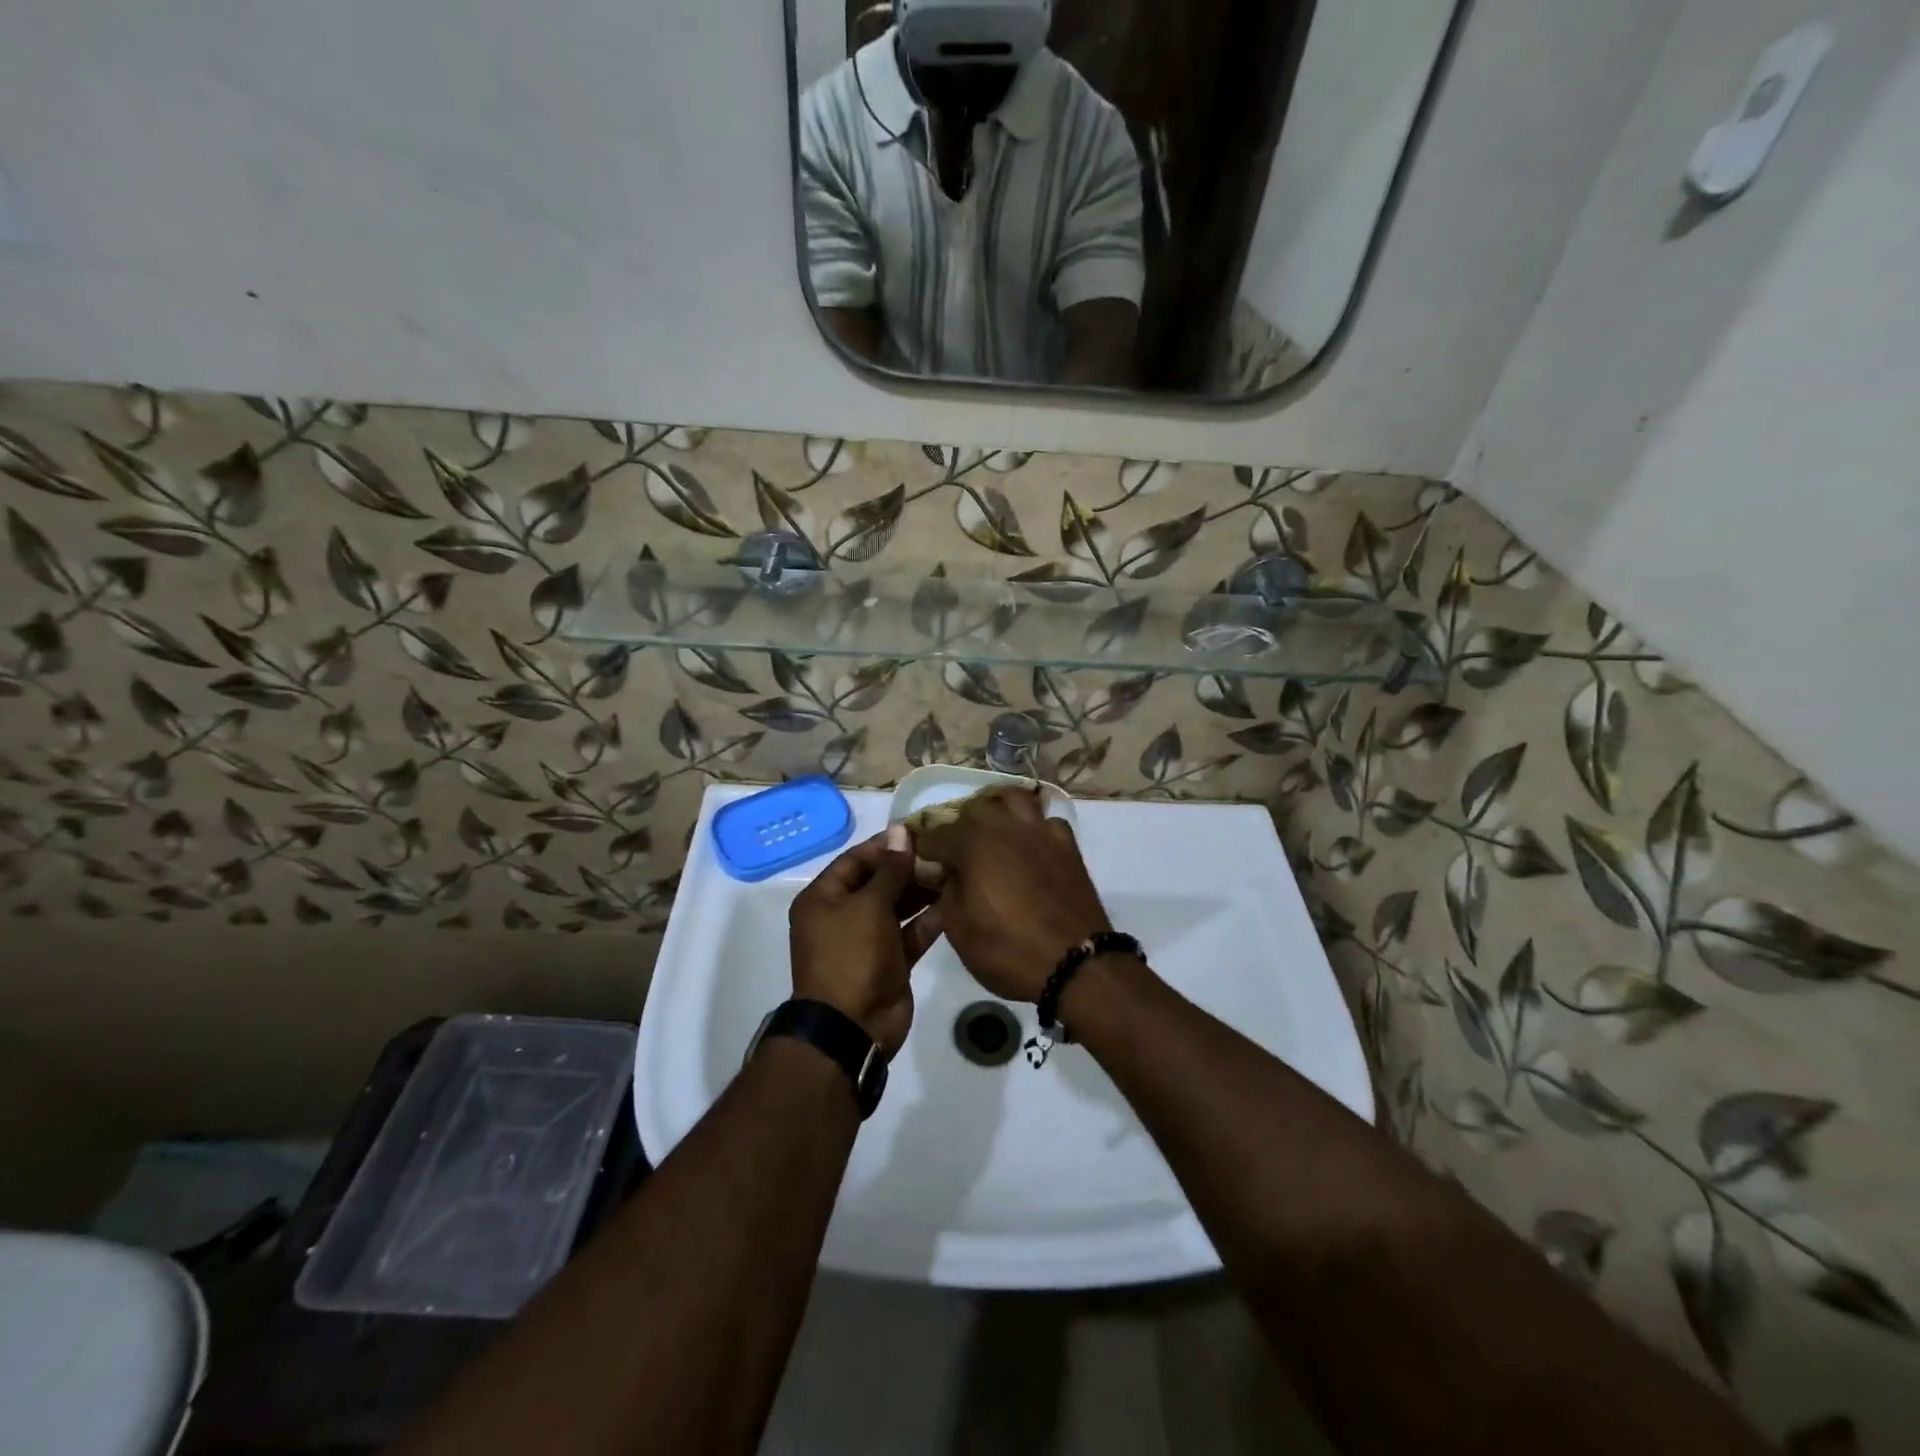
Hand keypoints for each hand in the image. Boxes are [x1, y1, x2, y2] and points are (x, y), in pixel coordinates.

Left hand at [789, 826, 942, 1056]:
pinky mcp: (890, 962)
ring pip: (897, 908)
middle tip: (943, 852)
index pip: (855, 860)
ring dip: (921, 892)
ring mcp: (867, 941)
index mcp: (823, 898)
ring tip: (952, 872)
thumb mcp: (869, 905)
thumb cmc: (852, 955)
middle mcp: (842, 916)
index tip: (919, 832)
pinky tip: (953, 903)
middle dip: (908, 868)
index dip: (885, 845)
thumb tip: (900, 831)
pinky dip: (928, 921)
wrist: (852, 1027)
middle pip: (878, 882)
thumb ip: (890, 870)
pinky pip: (910, 934)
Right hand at [913, 788, 1110, 1001]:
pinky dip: (1034, 829)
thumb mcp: (958, 928)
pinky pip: (1046, 822)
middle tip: (956, 855)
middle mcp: (1006, 825)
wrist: (1076, 964)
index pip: (935, 835)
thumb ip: (945, 890)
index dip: (922, 850)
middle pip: (974, 809)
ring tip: (993, 836)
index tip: (920, 864)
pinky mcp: (1068, 845)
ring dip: (998, 812)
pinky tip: (1030, 848)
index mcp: (973, 841)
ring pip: (1014, 801)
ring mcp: (1041, 831)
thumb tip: (944, 872)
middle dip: (959, 827)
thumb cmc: (1008, 949)